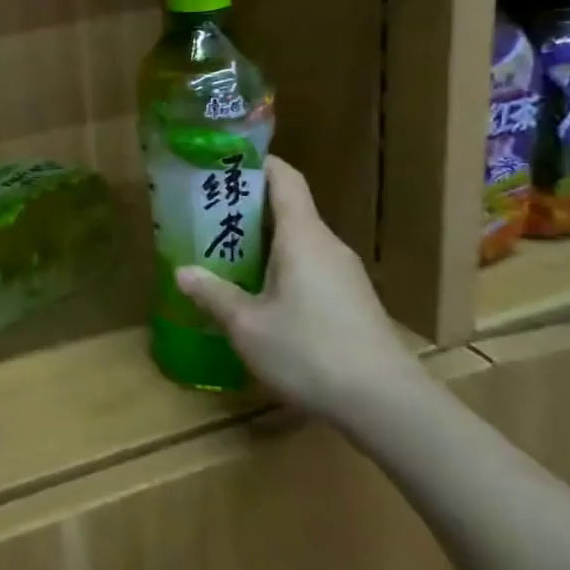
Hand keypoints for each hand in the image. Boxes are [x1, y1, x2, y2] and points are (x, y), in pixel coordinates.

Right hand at [174, 155, 415, 420]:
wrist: (388, 405)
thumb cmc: (311, 352)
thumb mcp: (248, 326)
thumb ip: (213, 294)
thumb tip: (181, 271)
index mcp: (303, 236)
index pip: (284, 178)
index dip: (256, 163)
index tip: (222, 163)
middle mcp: (326, 245)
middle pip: (288, 209)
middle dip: (246, 206)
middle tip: (205, 213)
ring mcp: (344, 274)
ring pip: (298, 241)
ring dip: (261, 241)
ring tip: (223, 252)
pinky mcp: (351, 301)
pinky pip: (309, 266)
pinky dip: (279, 266)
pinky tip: (257, 294)